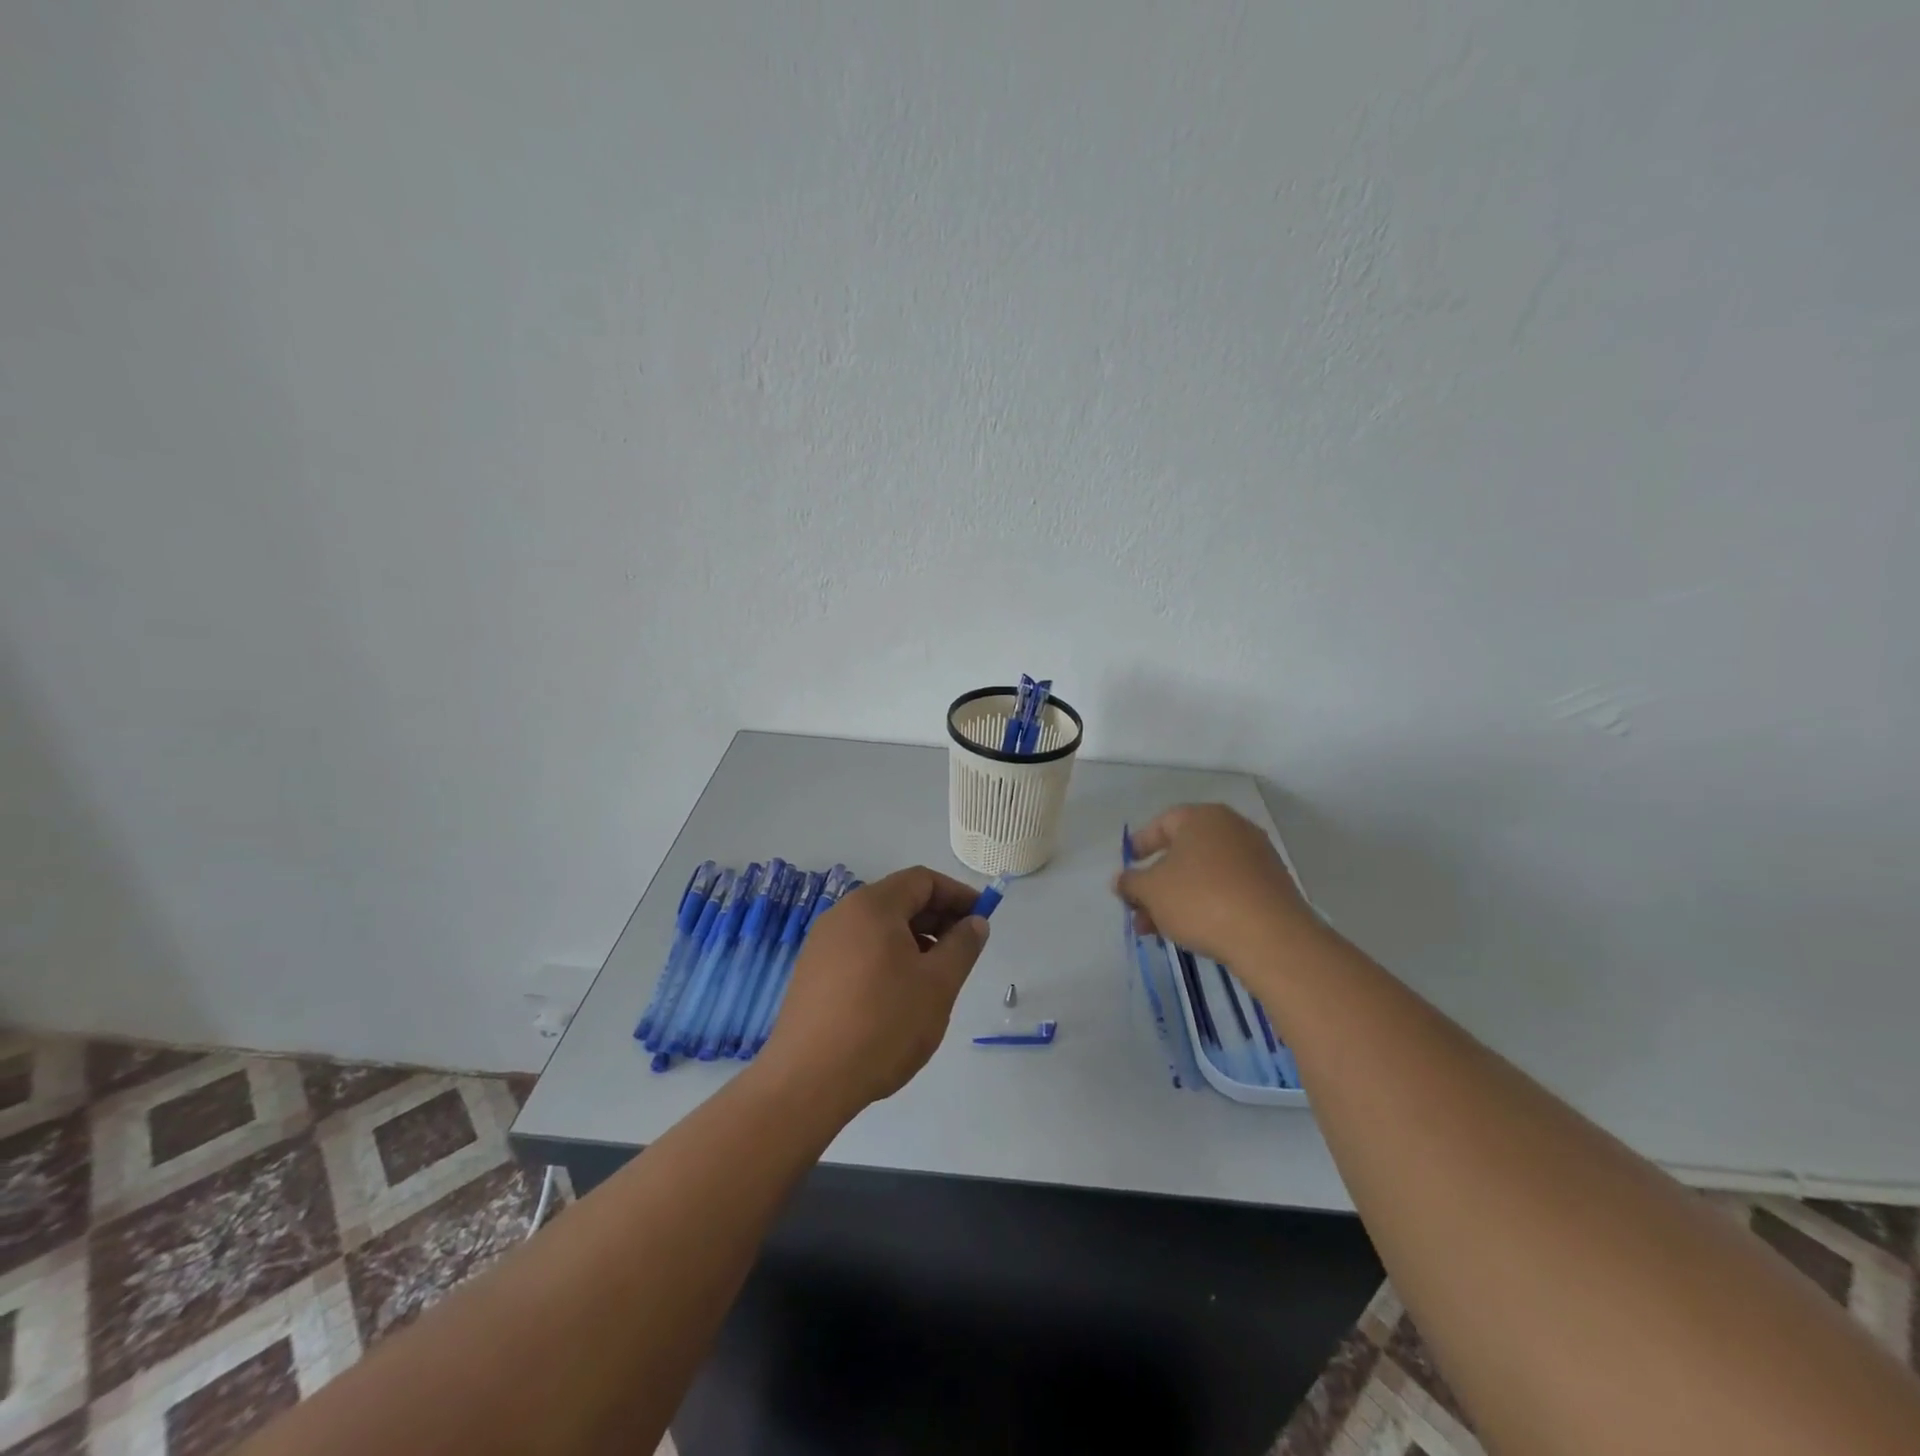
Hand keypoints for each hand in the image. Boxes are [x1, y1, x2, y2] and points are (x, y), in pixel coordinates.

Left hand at [759, 866, 989, 1115]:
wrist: (808, 1081)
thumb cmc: (883, 1024)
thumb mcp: (938, 984)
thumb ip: (962, 946)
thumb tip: (975, 922)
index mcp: (872, 906)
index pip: (922, 880)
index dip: (957, 894)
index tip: (982, 919)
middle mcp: (842, 914)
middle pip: (898, 900)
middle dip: (937, 918)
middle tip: (963, 950)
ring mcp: (821, 944)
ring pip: (878, 927)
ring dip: (913, 940)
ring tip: (934, 977)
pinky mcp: (811, 973)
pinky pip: (858, 950)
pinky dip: (886, 957)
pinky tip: (898, 995)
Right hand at [1115, 804, 1315, 964]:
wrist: (1271, 937)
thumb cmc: (1200, 899)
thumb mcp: (1151, 891)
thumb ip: (1130, 882)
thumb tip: (1122, 880)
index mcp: (1202, 817)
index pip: (1162, 823)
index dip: (1139, 845)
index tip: (1127, 868)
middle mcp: (1232, 829)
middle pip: (1183, 853)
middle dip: (1156, 883)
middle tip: (1138, 909)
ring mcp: (1256, 857)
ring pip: (1204, 875)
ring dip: (1177, 899)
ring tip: (1158, 930)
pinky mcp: (1271, 886)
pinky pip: (1228, 889)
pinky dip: (1206, 904)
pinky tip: (1192, 931)